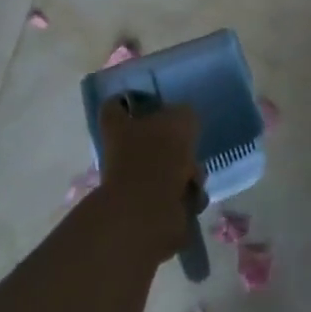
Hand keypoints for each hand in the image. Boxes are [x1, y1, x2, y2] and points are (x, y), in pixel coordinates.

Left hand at [95, 98, 201, 265]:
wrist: (150, 210)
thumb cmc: (160, 154)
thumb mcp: (180, 118)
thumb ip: (183, 113)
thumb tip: (182, 118)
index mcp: (118, 126)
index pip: (116, 105)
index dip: (131, 100)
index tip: (152, 102)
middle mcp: (119, 152)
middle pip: (148, 140)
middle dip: (175, 145)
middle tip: (190, 146)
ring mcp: (131, 182)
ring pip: (166, 168)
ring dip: (185, 172)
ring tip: (194, 177)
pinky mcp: (146, 208)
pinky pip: (174, 194)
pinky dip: (186, 195)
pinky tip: (194, 196)